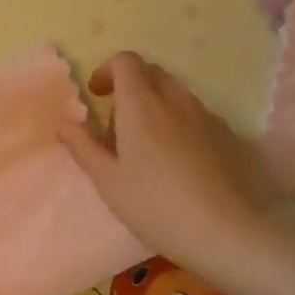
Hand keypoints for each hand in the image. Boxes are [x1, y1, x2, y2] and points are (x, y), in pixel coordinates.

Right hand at [58, 52, 277, 279]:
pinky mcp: (229, 136)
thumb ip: (83, 148)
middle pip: (151, 72)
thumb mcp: (108, 182)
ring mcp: (207, 116)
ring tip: (148, 146)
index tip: (98, 95)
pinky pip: (197, 116)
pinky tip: (181, 163)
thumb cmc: (157, 206)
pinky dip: (181, 124)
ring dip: (156, 105)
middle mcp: (175, 99)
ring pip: (175, 94)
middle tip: (119, 123)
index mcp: (141, 104)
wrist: (228, 234)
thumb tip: (65, 125)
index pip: (125, 61)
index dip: (108, 70)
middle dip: (131, 86)